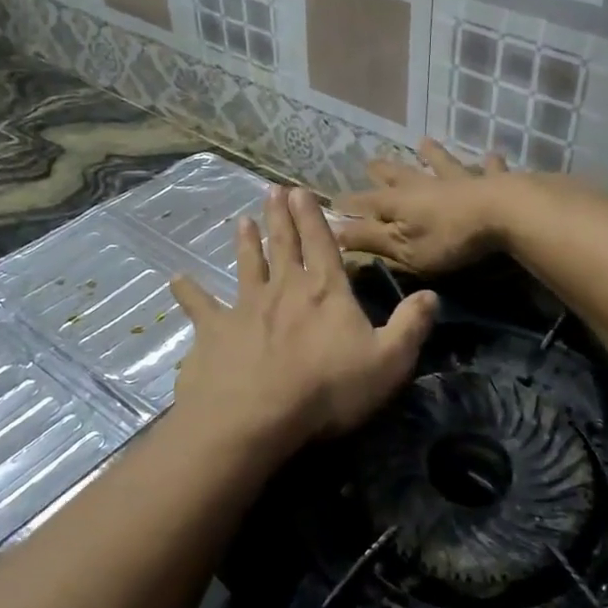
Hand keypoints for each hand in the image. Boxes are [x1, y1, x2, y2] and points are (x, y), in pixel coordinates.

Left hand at [169, 186, 437, 458]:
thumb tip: (432, 294)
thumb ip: (411, 325)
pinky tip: (176, 279)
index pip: (322, 244)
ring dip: (246, 243)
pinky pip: (201, 306)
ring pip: (247, 266)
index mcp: (325, 292)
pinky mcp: (215, 331)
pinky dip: (189, 292)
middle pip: (283, 245)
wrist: (257, 416)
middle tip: (272, 190)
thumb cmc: (328, 389)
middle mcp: (285, 289)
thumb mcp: (388, 361)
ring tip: (241, 221)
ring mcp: (245, 307)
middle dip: (280, 217)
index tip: (301, 190)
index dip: (313, 216)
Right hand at [331, 138, 520, 275]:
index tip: (333, 202)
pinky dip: (489, 163)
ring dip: (432, 154)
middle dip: (383, 171)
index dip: (349, 204)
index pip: (366, 203)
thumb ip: (370, 239)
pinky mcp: (491, 181)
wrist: (502, 214)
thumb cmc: (449, 239)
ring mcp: (459, 179)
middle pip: (399, 175)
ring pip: (441, 163)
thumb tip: (333, 231)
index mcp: (400, 203)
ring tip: (424, 142)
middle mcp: (425, 184)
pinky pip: (489, 169)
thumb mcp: (403, 248)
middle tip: (370, 162)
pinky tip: (492, 154)